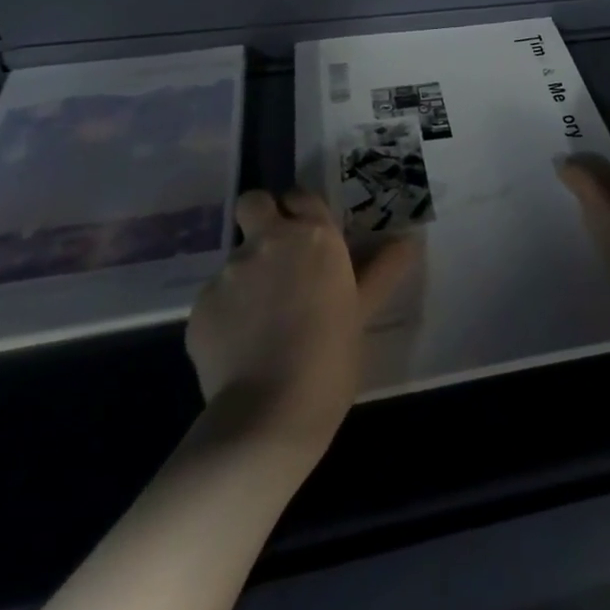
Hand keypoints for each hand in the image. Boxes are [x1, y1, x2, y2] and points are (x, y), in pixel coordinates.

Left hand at [186, 190, 414, 454]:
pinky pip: (215, 298)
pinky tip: (240, 346)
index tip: (307, 234)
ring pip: (235, 256)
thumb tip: (409, 241)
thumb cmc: (331, 357)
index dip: (300, 210)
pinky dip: (226, 313)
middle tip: (275, 254)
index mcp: (314, 236)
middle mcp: (269, 240)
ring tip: (262, 319)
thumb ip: (383, 270)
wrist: (270, 414)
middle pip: (254, 203)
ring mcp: (230, 271)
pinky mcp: (200, 306)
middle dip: (260, 217)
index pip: (300, 195)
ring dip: (247, 274)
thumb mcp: (363, 311)